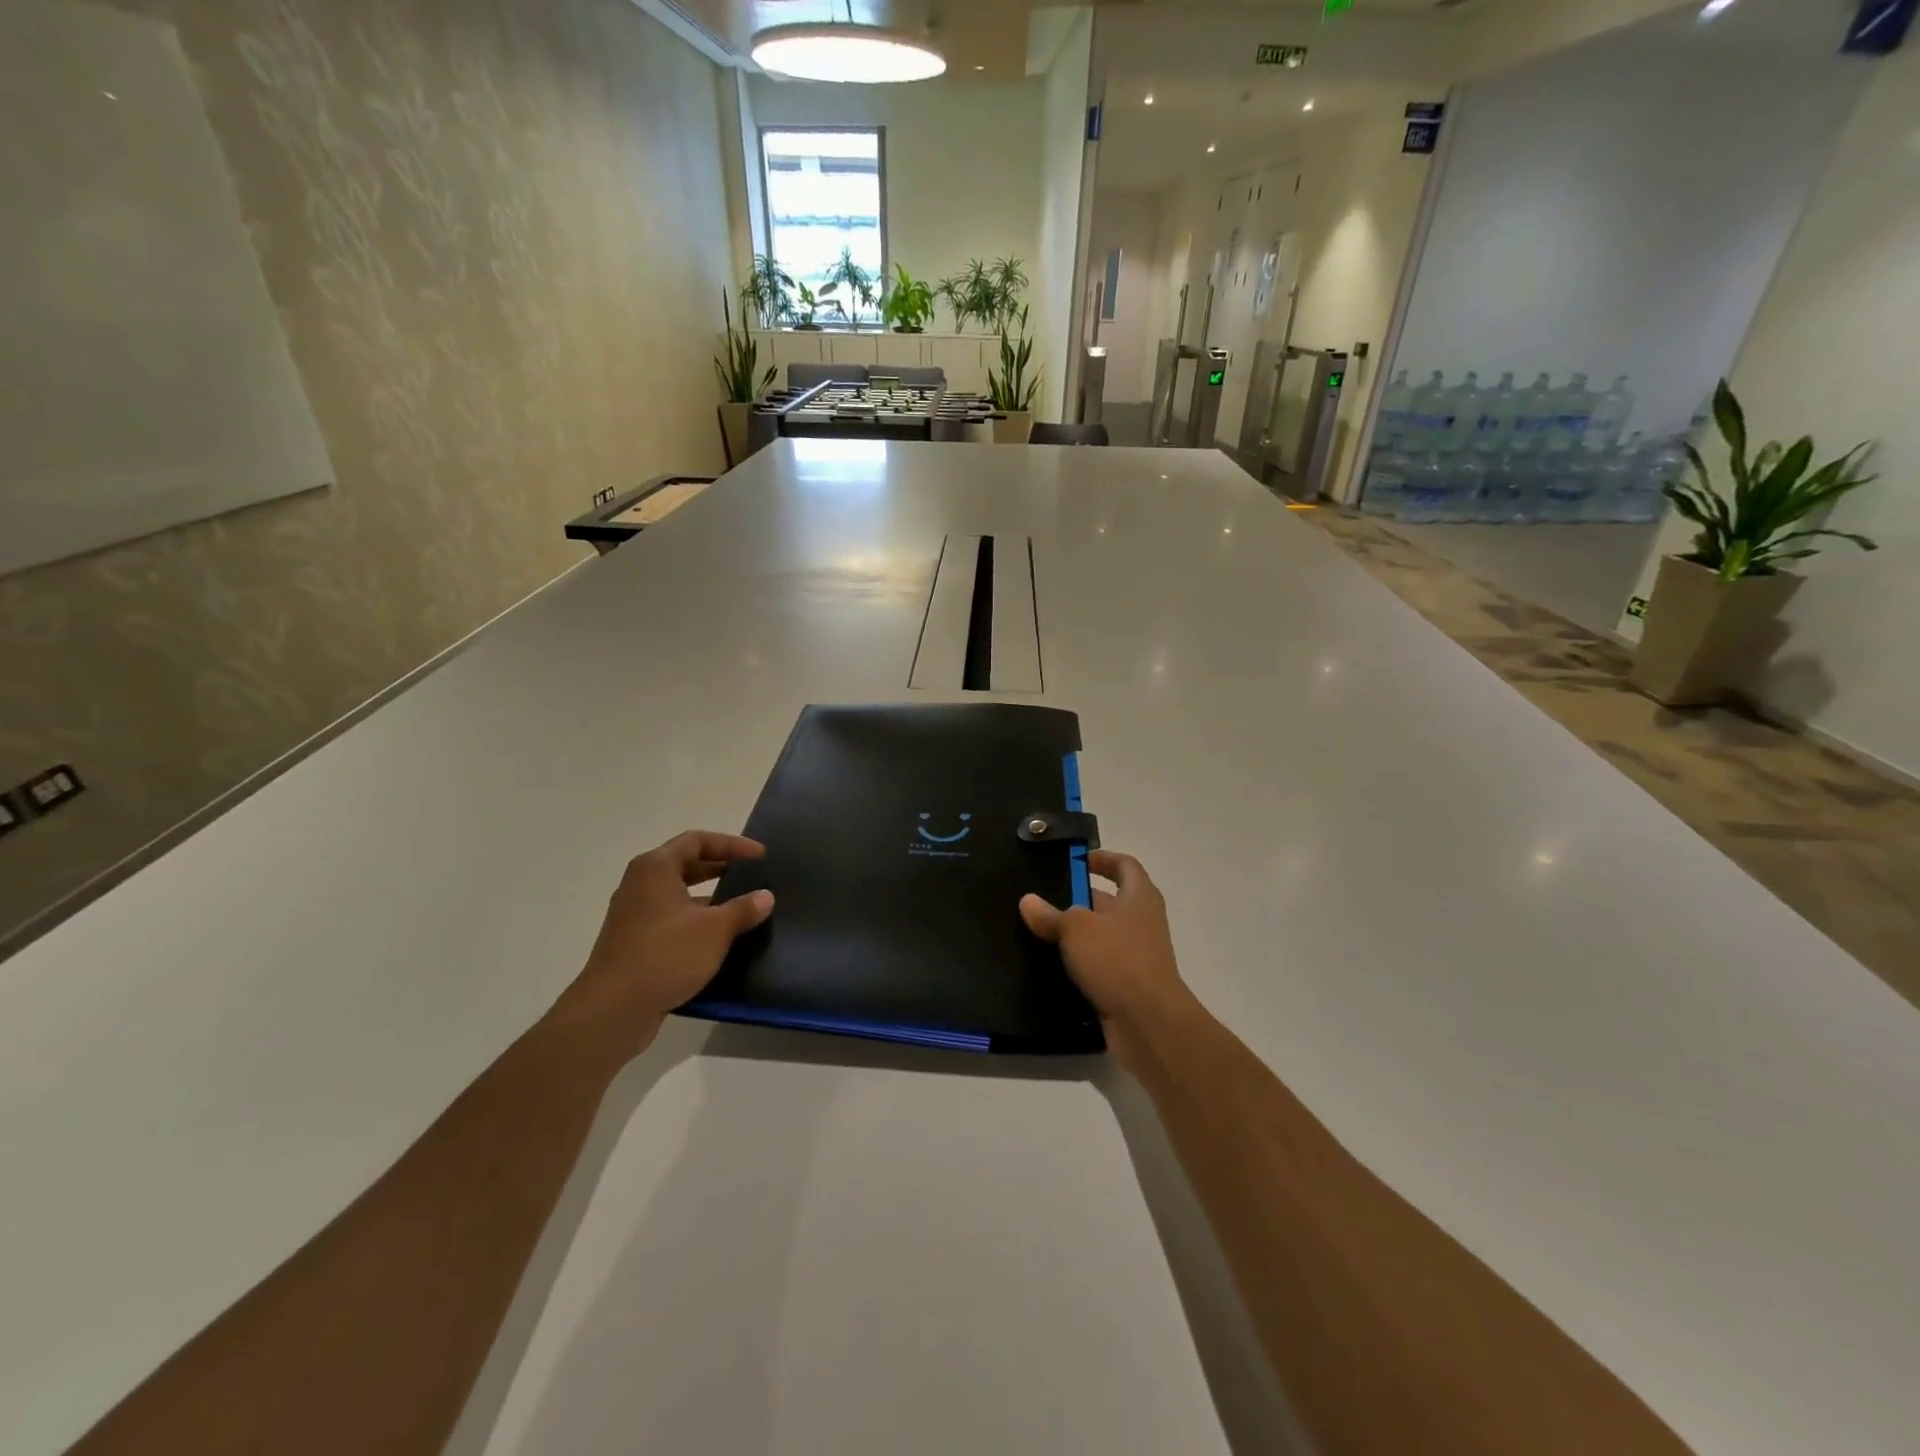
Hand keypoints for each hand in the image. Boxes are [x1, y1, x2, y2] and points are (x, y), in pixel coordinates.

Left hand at [549, 831, 773, 1060]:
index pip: (697, 840)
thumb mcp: (715, 930)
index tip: (760, 856)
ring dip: (708, 896)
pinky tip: (716, 938)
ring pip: (676, 893)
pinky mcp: (632, 941)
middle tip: (750, 875)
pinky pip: (669, 918)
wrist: (613, 1009)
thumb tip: (765, 896)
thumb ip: (743, 909)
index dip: (732, 844)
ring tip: (739, 907)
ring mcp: (633, 914)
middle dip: (719, 867)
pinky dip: (694, 919)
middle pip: (684, 863)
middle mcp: (640, 884)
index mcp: (656, 868)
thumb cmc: (666, 955)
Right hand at [1019, 850, 1195, 1069]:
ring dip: (1076, 935)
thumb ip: (1051, 914)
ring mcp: (1138, 955)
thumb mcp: (1076, 929)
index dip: (1102, 858)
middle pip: (1110, 901)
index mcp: (1139, 896)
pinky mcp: (1128, 984)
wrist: (1148, 1022)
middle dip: (1078, 899)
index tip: (1075, 861)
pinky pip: (1100, 965)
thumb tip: (1028, 901)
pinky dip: (1080, 964)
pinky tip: (1051, 966)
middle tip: (1043, 899)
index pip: (1124, 865)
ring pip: (1102, 935)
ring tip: (1039, 932)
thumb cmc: (1117, 959)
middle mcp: (1143, 921)